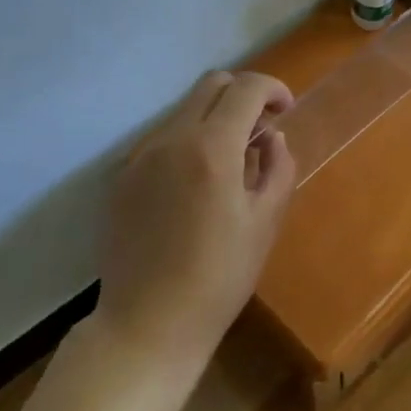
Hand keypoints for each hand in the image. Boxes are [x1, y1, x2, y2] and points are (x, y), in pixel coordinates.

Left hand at [97, 70, 296, 363]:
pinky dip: (191, 139)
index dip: (274, 89)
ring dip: (216, 116)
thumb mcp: (266, 221)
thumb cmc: (219, 277)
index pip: (246, 88)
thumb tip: (271, 138)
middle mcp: (171, 140)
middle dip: (244, 93)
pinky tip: (200, 182)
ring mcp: (141, 157)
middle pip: (211, 84)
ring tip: (233, 159)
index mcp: (211, 149)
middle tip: (262, 127)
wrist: (146, 325)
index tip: (287, 110)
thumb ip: (277, 167)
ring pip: (185, 109)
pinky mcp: (123, 177)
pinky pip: (164, 138)